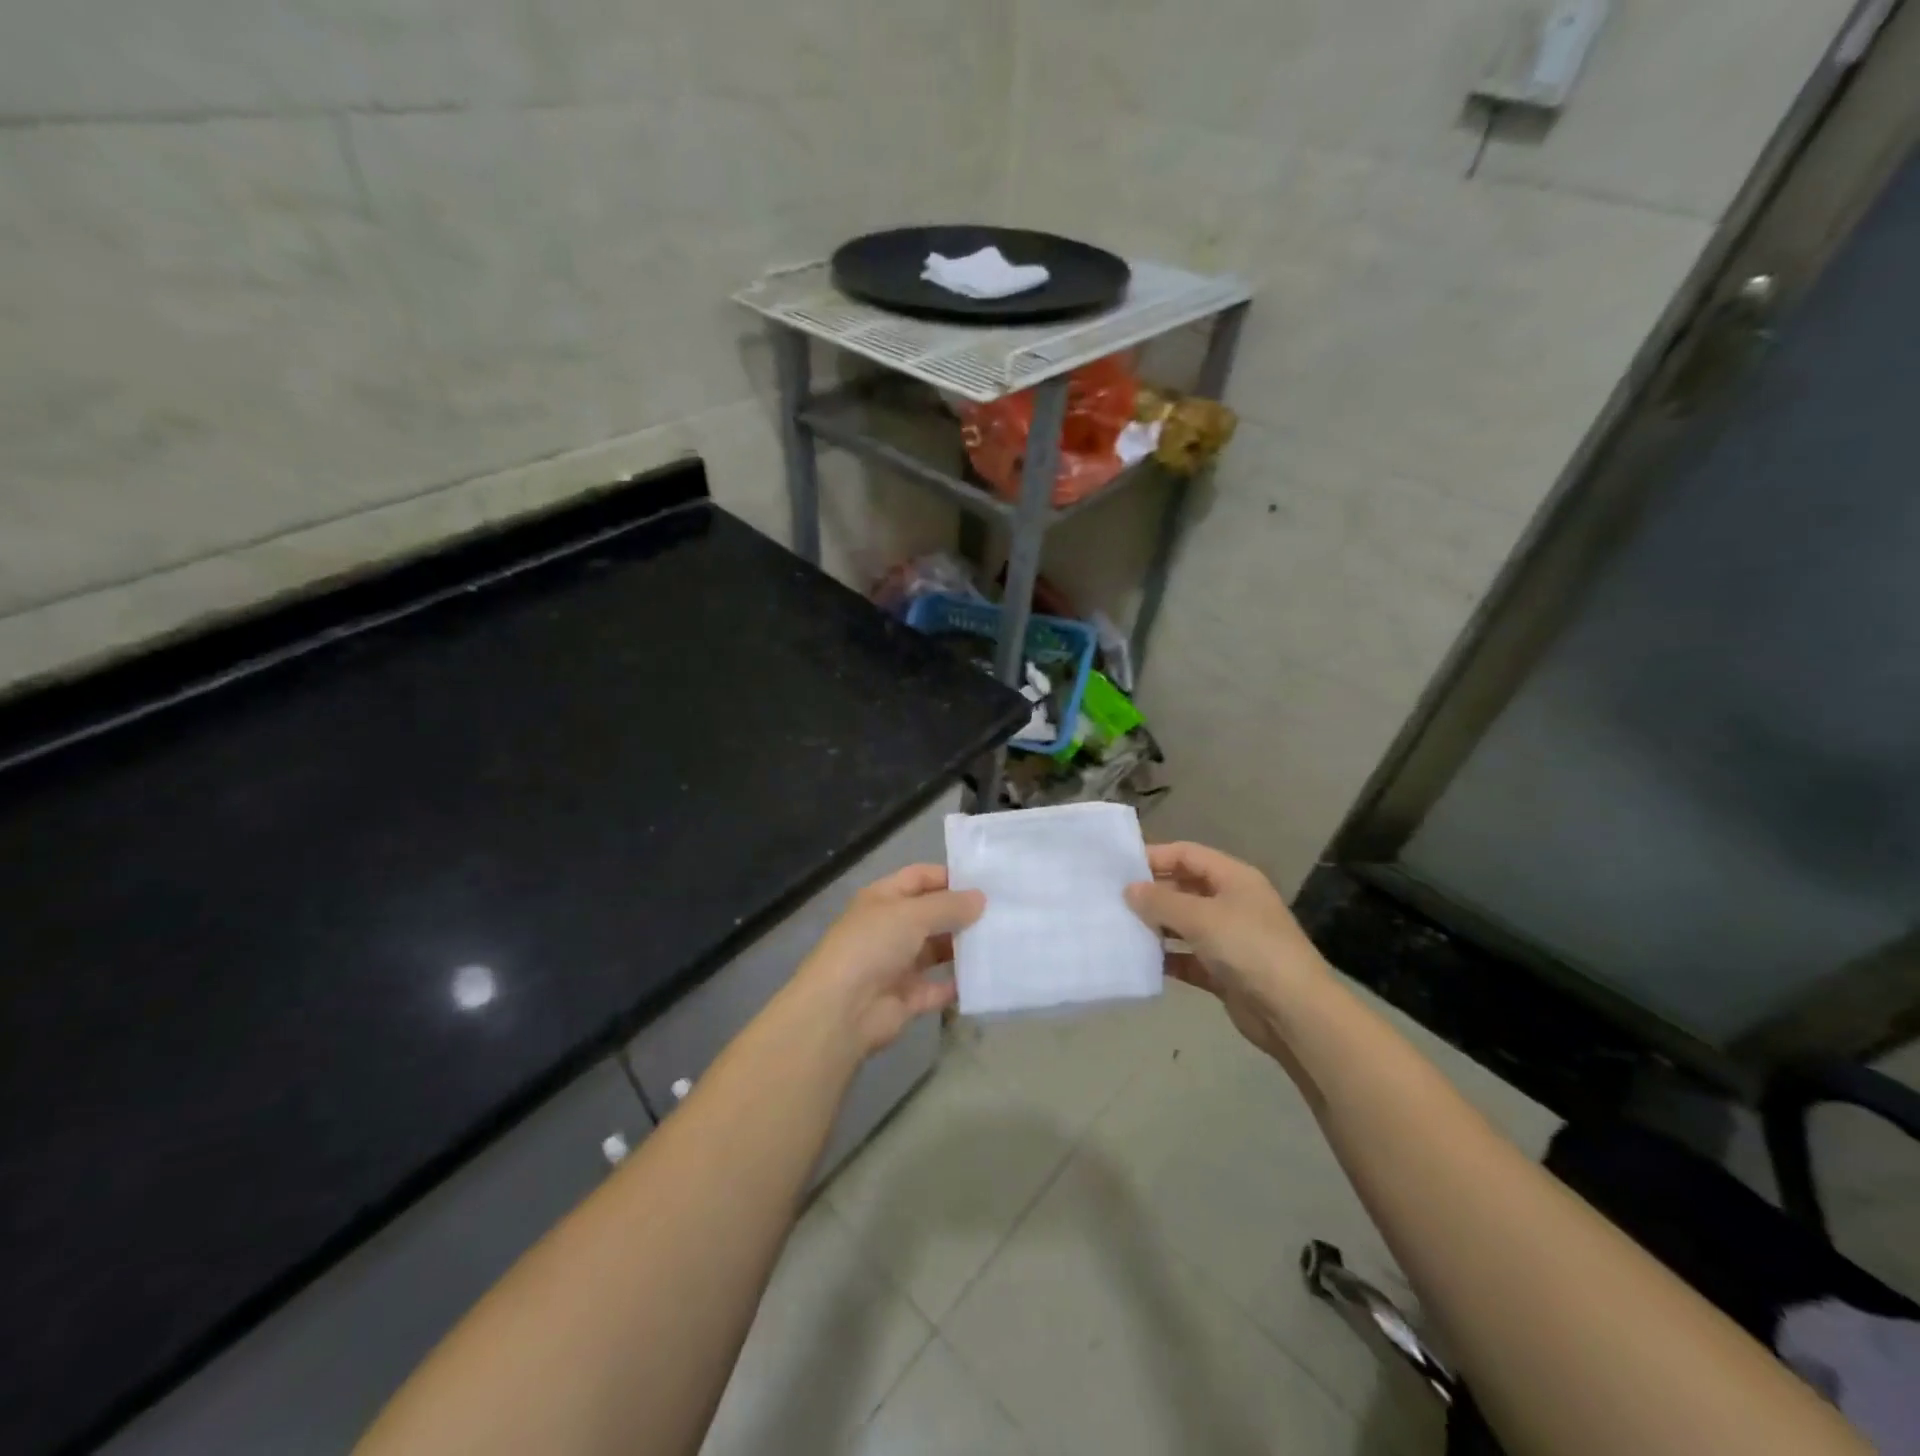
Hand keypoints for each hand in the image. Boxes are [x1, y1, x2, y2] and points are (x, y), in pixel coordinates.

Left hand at [791, 865, 984, 1056]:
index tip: (986, 882)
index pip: (919, 877)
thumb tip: (981, 898)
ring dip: (963, 947)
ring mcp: (898, 964)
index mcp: (883, 899)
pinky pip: (939, 987)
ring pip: (937, 950)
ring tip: (1002, 941)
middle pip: (931, 914)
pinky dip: (959, 984)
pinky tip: (987, 976)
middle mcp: (890, 928)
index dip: (949, 877)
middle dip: (962, 913)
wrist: (842, 1011)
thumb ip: (949, 906)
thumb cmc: (873, 946)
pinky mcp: (907, 997)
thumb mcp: (912, 914)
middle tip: (1004, 912)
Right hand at [1124, 842, 1325, 1061]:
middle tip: (1111, 899)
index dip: (1155, 857)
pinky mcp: (1223, 971)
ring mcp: (1228, 938)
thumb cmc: (1249, 948)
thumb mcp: (1201, 917)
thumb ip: (1161, 901)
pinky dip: (1166, 958)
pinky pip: (1186, 957)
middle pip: (1184, 888)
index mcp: (1234, 878)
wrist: (1294, 1013)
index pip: (1188, 855)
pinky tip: (1138, 960)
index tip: (1118, 868)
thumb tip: (1129, 889)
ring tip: (1118, 928)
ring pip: (1183, 924)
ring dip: (1155, 926)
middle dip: (1151, 893)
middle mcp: (1231, 902)